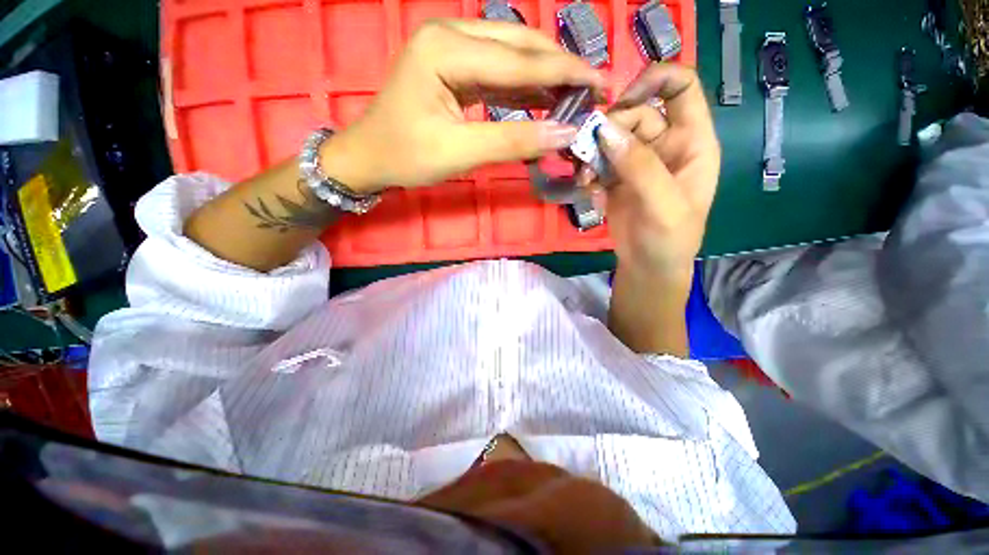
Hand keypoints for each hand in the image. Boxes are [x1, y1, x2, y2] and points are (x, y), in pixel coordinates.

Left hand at [323, 19, 606, 192]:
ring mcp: (451, 48)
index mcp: (445, 49)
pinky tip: (545, 98)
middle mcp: (450, 35)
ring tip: (577, 95)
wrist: (371, 157)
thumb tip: (564, 134)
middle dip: (559, 68)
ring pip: (511, 55)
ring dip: (545, 76)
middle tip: (593, 89)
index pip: (518, 60)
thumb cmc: (407, 156)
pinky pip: (498, 71)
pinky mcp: (454, 67)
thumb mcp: (460, 152)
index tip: (601, 84)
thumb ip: (513, 141)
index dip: (563, 74)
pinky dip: (525, 87)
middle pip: (518, 45)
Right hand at [588, 63, 719, 277]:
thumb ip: (640, 167)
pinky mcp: (616, 179)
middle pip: (636, 114)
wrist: (647, 267)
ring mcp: (637, 162)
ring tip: (583, 177)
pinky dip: (588, 170)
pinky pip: (598, 162)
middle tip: (589, 152)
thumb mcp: (663, 204)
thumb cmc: (669, 239)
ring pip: (612, 138)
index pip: (681, 88)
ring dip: (592, 152)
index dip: (654, 80)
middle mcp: (665, 145)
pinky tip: (585, 188)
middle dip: (610, 129)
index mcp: (692, 141)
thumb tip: (605, 131)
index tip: (620, 102)